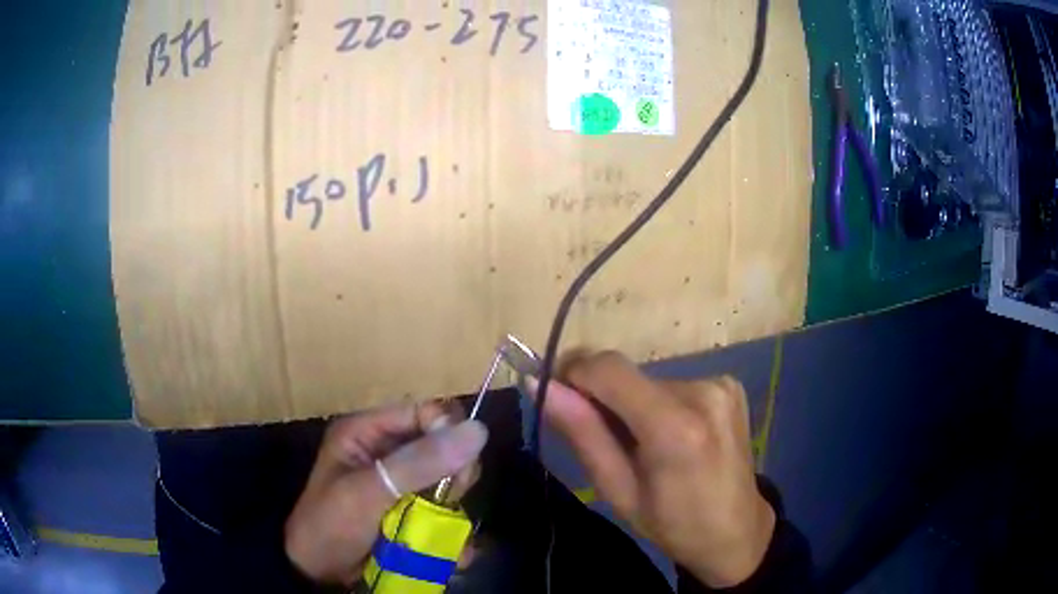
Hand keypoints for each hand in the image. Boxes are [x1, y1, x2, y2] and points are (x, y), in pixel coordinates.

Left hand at [284, 402, 487, 585]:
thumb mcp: (367, 492)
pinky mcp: (410, 511)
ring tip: (449, 531)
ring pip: (448, 481)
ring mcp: (400, 484)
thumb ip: (418, 463)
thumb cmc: (331, 524)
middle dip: (454, 473)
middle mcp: (386, 451)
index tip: (460, 466)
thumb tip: (478, 430)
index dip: (449, 432)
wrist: (316, 573)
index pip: (424, 412)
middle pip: (442, 445)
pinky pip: (444, 510)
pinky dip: (452, 529)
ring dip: (454, 507)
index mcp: (367, 431)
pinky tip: (454, 550)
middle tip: (451, 498)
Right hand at [532, 351, 774, 587]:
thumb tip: (540, 384)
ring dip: (633, 403)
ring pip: (649, 380)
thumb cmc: (672, 524)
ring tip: (645, 446)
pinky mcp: (729, 384)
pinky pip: (674, 384)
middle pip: (627, 374)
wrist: (737, 530)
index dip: (574, 374)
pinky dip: (660, 404)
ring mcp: (721, 384)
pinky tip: (673, 437)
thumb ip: (582, 433)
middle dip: (604, 397)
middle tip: (607, 441)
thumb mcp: (617, 490)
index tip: (561, 399)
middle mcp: (702, 392)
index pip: (608, 368)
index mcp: (674, 427)